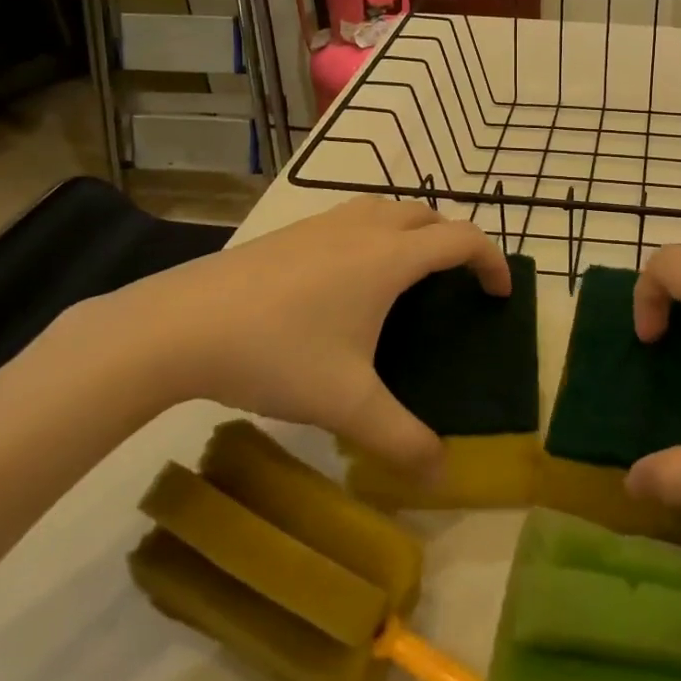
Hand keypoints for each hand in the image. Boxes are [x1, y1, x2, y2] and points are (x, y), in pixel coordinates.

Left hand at [74, 197, 509, 473]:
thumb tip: (442, 472)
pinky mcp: (290, 231)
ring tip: (409, 274)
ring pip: (387, 208)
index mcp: (390, 258)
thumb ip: (400, 438)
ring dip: (413, 230)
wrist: (180, 325)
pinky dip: (375, 233)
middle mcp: (364, 228)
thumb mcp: (346, 403)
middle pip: (428, 214)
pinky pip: (353, 218)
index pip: (462, 239)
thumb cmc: (277, 354)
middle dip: (454, 241)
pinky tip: (348, 278)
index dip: (491, 261)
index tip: (500, 293)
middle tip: (456, 284)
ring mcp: (323, 223)